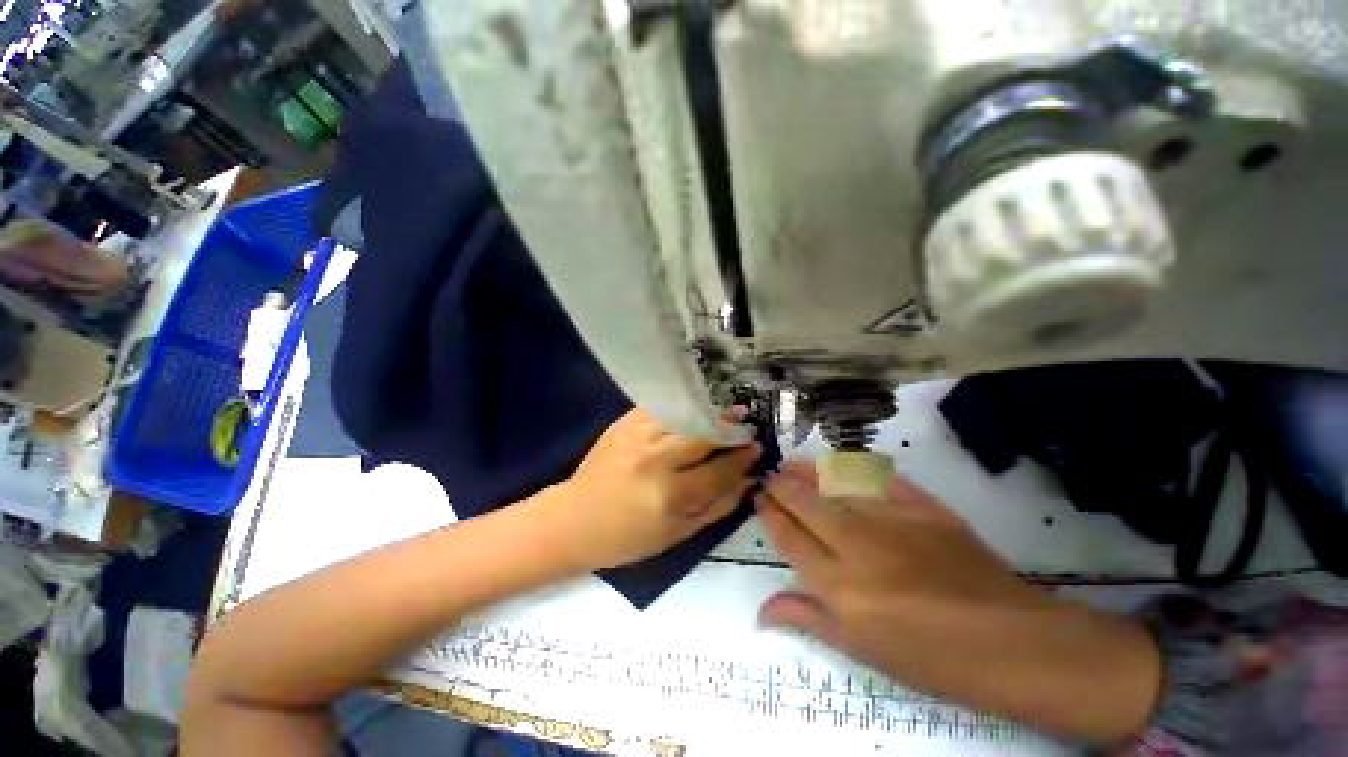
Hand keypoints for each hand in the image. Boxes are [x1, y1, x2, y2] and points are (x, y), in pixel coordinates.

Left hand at [552, 408, 759, 569]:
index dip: (742, 457)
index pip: (718, 470)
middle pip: (703, 435)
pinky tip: (695, 406)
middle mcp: (655, 461)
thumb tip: (748, 483)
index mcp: (669, 496)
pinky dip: (682, 405)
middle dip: (730, 427)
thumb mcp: (676, 536)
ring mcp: (637, 436)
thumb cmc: (626, 537)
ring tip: (727, 409)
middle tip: (746, 422)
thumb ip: (717, 509)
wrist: (573, 519)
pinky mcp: (624, 423)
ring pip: (684, 415)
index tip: (757, 446)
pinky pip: (661, 407)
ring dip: (710, 411)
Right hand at [755, 461, 1160, 743]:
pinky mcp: (923, 506)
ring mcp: (891, 520)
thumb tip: (760, 612)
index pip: (789, 536)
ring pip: (835, 482)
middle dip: (781, 485)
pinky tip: (842, 465)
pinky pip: (878, 478)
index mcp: (838, 585)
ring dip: (808, 470)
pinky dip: (855, 468)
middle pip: (805, 502)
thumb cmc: (930, 659)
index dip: (769, 513)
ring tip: (792, 463)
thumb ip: (808, 619)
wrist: (1010, 643)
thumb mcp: (862, 650)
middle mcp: (856, 545)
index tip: (759, 499)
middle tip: (769, 475)